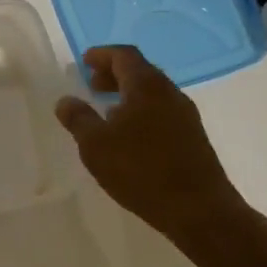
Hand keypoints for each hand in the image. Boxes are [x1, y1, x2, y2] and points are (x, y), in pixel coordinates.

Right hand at [55, 46, 249, 248]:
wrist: (200, 211)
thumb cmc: (141, 170)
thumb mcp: (95, 145)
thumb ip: (78, 118)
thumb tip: (66, 101)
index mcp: (146, 86)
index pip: (124, 55)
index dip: (102, 54)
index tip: (84, 61)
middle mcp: (170, 93)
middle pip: (140, 71)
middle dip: (114, 73)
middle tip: (92, 83)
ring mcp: (186, 116)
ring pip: (153, 92)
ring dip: (129, 94)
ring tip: (107, 110)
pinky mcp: (194, 138)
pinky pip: (163, 111)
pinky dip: (142, 110)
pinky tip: (129, 134)